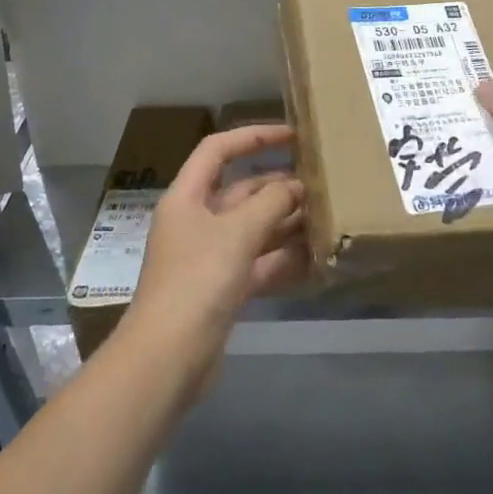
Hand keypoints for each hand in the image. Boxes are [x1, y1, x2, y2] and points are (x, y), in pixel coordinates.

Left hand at [120, 124, 306, 378]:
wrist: (168, 358)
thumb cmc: (197, 280)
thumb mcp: (237, 233)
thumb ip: (270, 203)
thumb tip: (295, 186)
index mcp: (187, 197)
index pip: (218, 150)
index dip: (253, 137)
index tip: (292, 136)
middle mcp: (195, 222)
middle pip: (239, 191)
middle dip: (277, 186)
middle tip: (320, 184)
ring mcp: (208, 257)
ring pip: (252, 228)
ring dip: (284, 222)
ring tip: (325, 215)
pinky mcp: (221, 289)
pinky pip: (257, 263)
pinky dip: (282, 258)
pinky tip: (314, 257)